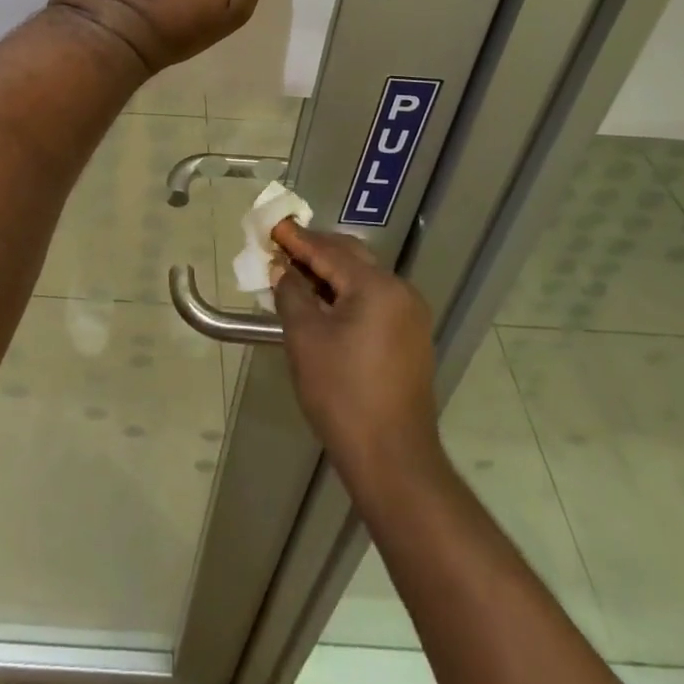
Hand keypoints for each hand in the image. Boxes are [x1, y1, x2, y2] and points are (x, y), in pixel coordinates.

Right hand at [273, 221, 443, 488]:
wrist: (392, 458)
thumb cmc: (341, 392)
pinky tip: (323, 302)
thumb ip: (291, 293)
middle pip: (351, 258)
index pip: (329, 251)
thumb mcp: (305, 337)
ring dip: (330, 273)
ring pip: (364, 279)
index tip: (272, 225)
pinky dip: (347, 294)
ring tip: (296, 272)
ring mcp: (410, 316)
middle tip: (282, 245)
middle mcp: (400, 292)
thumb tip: (282, 270)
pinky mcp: (411, 339)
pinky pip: (374, 301)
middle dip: (315, 250)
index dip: (297, 238)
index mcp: (377, 286)